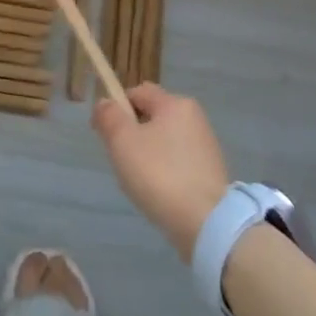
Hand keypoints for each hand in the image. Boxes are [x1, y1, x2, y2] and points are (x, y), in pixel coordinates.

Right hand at [92, 84, 229, 258]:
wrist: (205, 223)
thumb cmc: (159, 174)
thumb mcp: (122, 141)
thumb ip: (109, 116)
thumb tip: (106, 102)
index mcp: (175, 104)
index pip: (138, 92)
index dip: (116, 107)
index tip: (104, 134)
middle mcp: (195, 118)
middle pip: (151, 117)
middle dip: (132, 134)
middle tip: (121, 161)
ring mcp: (206, 146)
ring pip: (163, 141)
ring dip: (147, 155)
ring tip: (140, 182)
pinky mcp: (211, 172)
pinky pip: (177, 162)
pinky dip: (164, 172)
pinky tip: (159, 193)